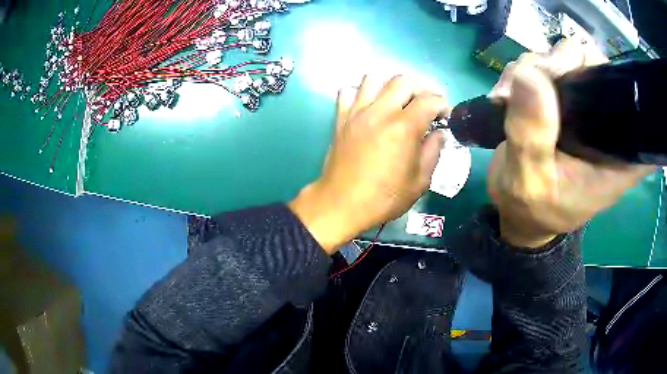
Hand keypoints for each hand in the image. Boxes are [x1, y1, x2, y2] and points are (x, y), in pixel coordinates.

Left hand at [289, 76, 449, 253]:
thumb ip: (433, 152)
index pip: (429, 99)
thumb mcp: (420, 181)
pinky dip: (360, 93)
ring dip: (390, 86)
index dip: (443, 105)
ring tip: (396, 103)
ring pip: (373, 78)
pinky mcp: (341, 118)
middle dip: (420, 90)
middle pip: (403, 81)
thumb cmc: (384, 198)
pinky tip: (368, 107)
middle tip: (424, 107)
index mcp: (404, 127)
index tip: (444, 117)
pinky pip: (347, 91)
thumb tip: (438, 134)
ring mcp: (357, 112)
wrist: (342, 204)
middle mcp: (380, 111)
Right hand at [488, 40, 653, 247]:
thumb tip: (528, 74)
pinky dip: (524, 73)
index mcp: (618, 154)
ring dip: (532, 68)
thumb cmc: (534, 209)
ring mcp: (586, 107)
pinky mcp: (567, 100)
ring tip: (508, 99)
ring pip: (565, 58)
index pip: (629, 97)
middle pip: (592, 64)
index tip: (570, 81)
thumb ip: (533, 135)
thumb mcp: (530, 182)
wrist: (521, 212)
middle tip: (527, 84)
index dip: (602, 75)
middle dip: (557, 64)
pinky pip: (547, 65)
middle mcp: (609, 123)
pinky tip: (509, 96)